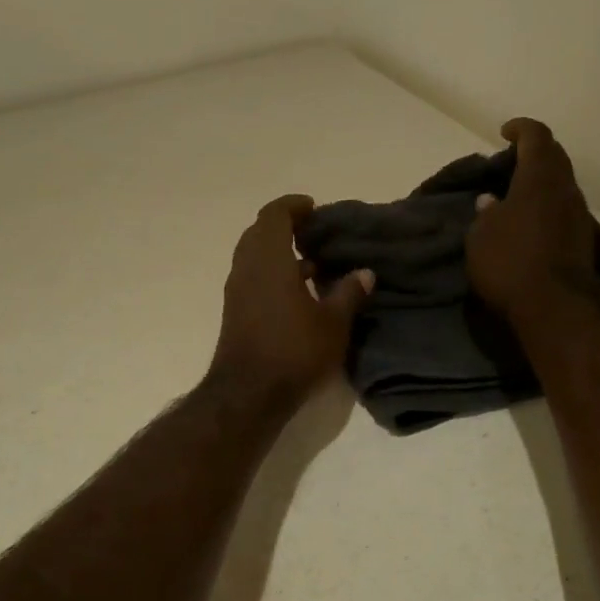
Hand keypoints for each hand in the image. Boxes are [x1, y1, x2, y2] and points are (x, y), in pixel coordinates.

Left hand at [209, 195, 373, 405]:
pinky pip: (252, 276)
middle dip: (285, 226)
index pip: (274, 215)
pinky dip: (272, 272)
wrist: (248, 394)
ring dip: (278, 251)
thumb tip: (365, 273)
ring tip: (312, 262)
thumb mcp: (333, 323)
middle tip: (314, 232)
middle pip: (260, 231)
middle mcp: (246, 268)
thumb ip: (349, 293)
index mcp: (269, 259)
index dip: (293, 206)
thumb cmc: (294, 351)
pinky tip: (297, 292)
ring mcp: (237, 290)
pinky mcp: (235, 311)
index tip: (314, 208)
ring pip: (253, 255)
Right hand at [467, 118, 598, 321]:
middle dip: (534, 153)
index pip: (536, 137)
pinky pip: (563, 210)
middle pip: (555, 158)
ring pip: (561, 185)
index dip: (521, 129)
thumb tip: (491, 202)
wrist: (555, 308)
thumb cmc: (510, 262)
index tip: (504, 132)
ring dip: (541, 182)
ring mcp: (578, 216)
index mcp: (539, 178)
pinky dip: (546, 206)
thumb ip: (486, 213)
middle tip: (510, 161)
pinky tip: (529, 221)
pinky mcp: (582, 241)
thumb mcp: (480, 236)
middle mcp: (565, 190)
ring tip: (516, 193)